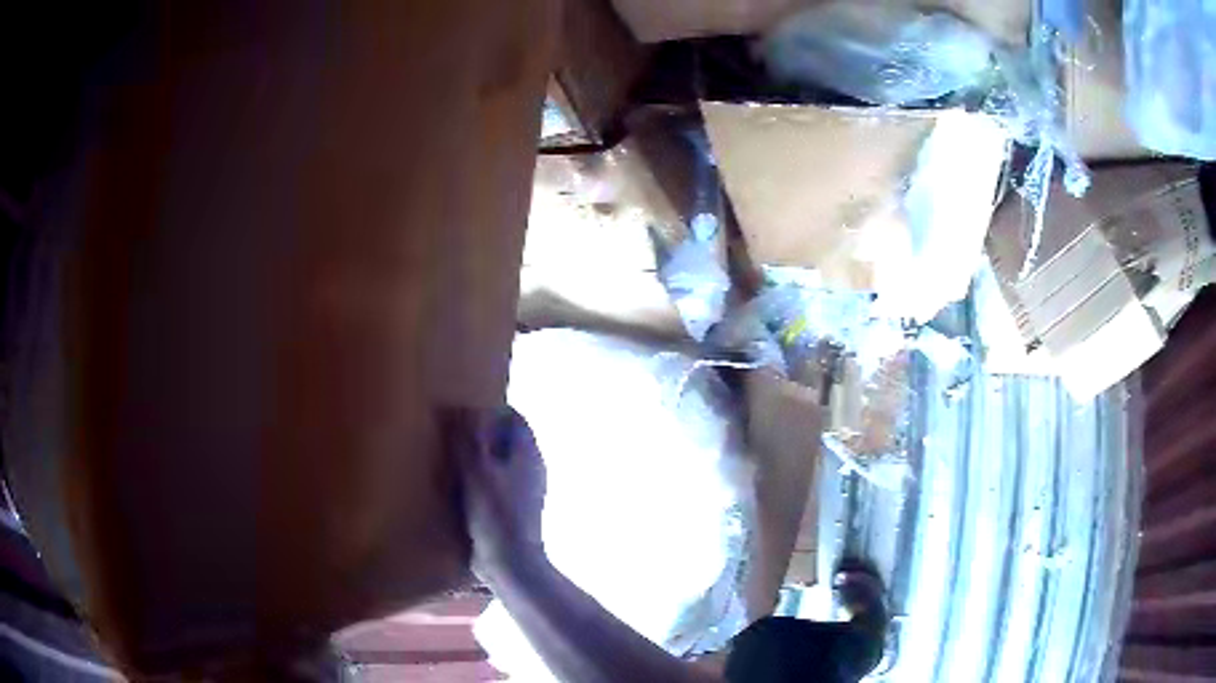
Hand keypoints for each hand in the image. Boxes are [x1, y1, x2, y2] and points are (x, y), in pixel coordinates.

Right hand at [448, 407, 546, 579]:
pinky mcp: (515, 511)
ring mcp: (526, 491)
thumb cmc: (495, 514)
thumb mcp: (476, 471)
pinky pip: (497, 485)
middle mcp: (532, 469)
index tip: (463, 414)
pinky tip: (458, 490)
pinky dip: (480, 481)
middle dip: (481, 434)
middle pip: (507, 439)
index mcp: (529, 453)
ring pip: (501, 463)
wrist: (512, 564)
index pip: (514, 418)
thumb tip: (463, 409)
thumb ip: (469, 439)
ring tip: (450, 460)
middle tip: (452, 435)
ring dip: (479, 458)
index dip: (489, 412)